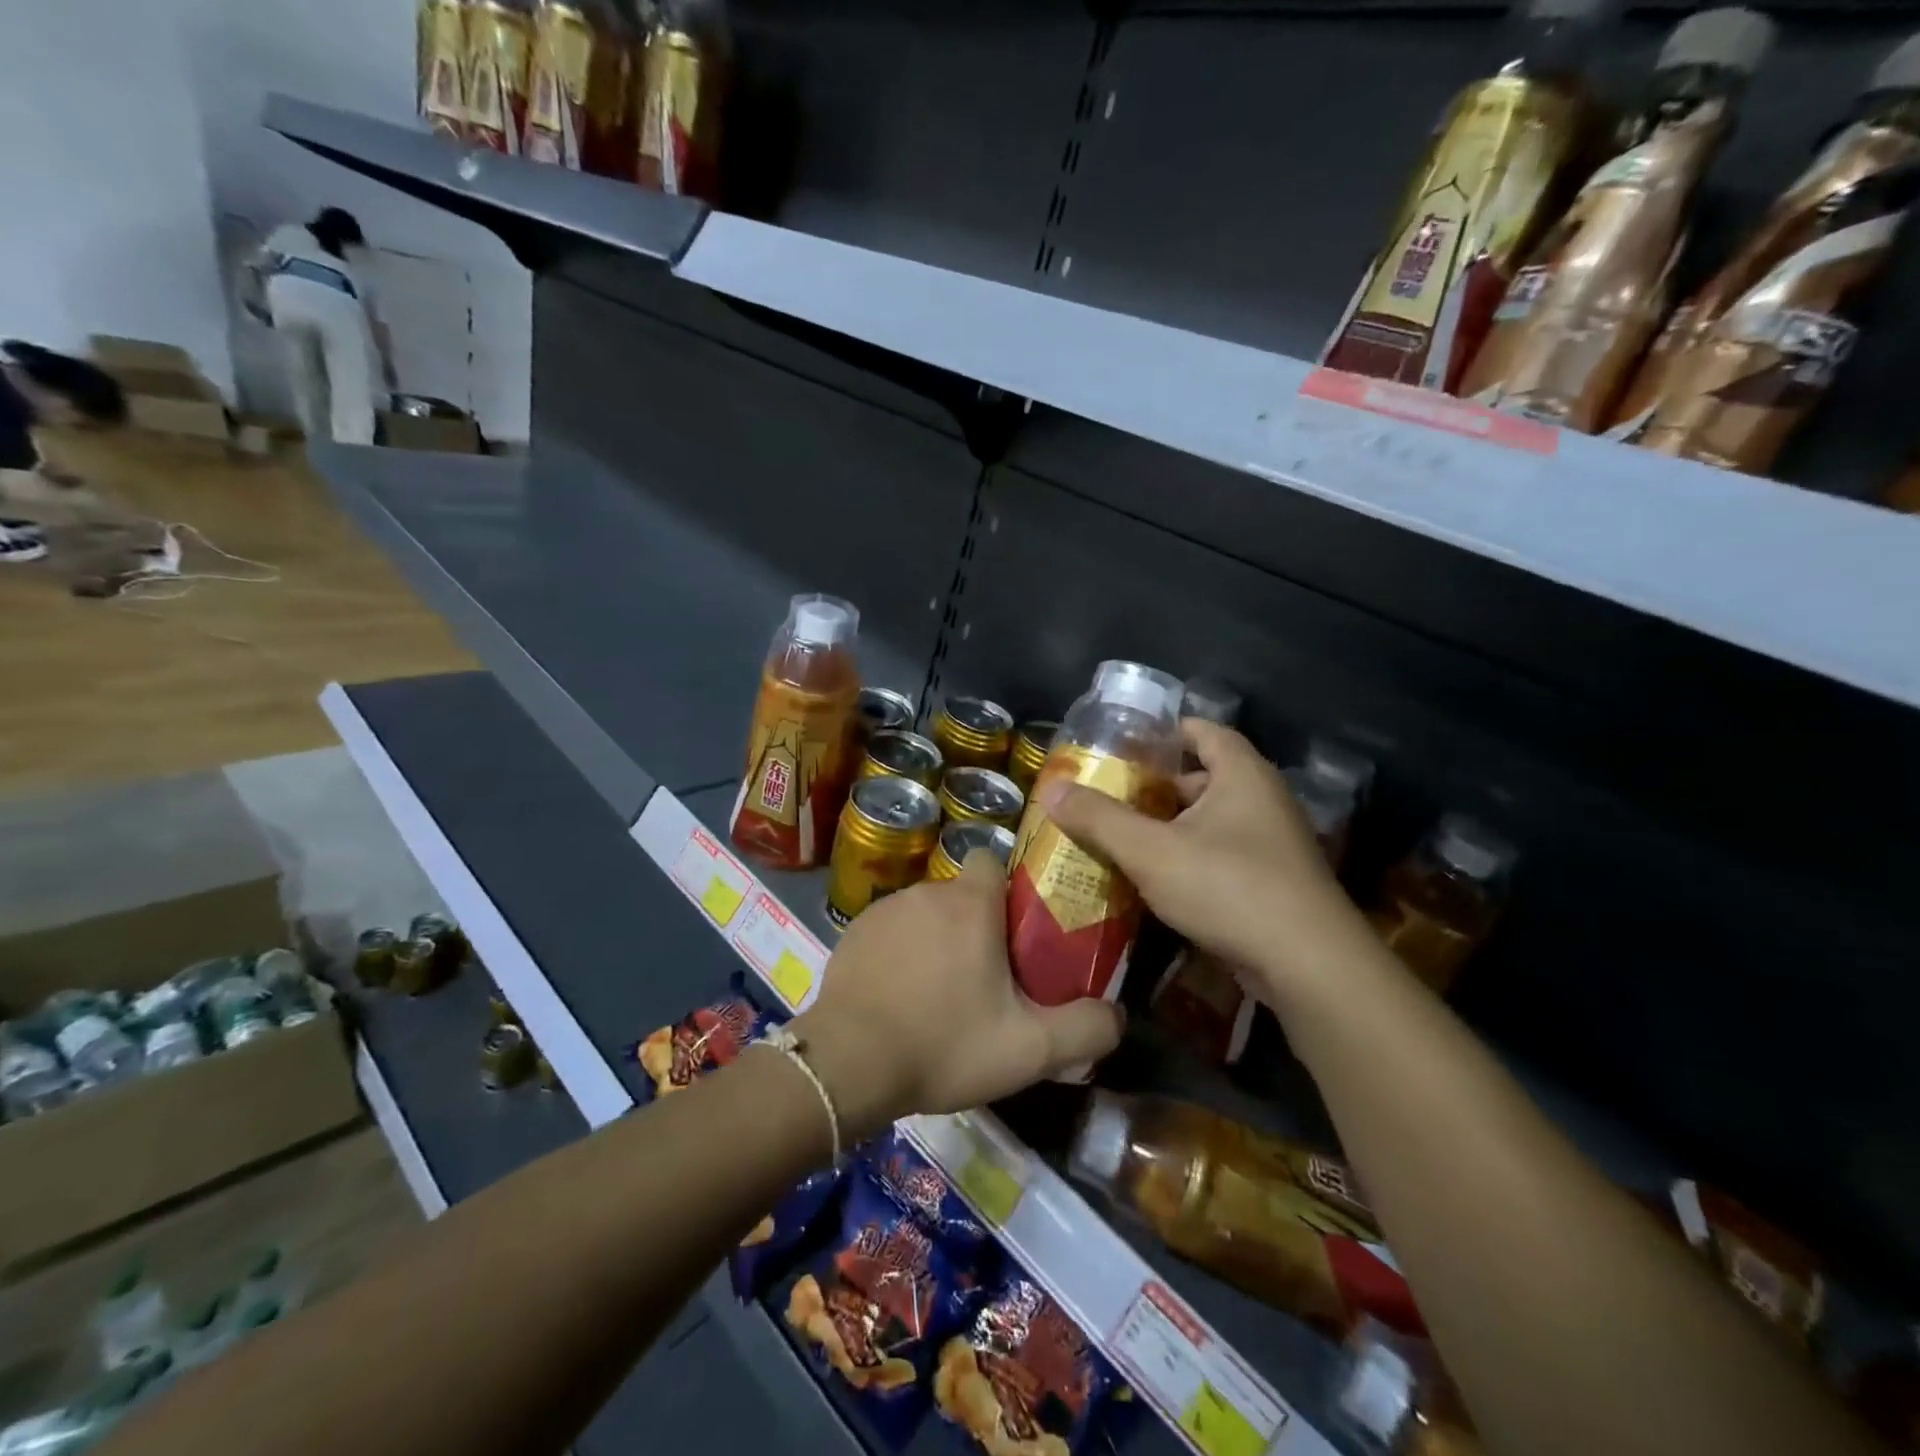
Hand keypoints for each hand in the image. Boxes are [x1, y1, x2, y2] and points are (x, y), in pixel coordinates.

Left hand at [794, 853, 1122, 1137]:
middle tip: (987, 979)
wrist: (848, 1064)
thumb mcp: (1030, 1049)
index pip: (993, 861)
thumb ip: (1085, 1029)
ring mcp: (882, 911)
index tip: (1016, 930)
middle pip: (962, 895)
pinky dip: (900, 954)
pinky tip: (899, 999)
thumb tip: (1117, 1015)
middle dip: (976, 926)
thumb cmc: (944, 1044)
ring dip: (936, 941)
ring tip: (939, 996)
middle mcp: (925, 892)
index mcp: (970, 904)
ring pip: (925, 914)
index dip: (1008, 889)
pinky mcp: (852, 934)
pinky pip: (890, 933)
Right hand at [1038, 720, 1375, 1009]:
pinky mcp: (1271, 884)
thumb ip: (1098, 818)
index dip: (1163, 733)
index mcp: (1242, 774)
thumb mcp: (1150, 850)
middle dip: (1155, 787)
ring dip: (1168, 828)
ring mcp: (1272, 845)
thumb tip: (1051, 789)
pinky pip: (1220, 857)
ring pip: (1209, 822)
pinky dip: (1187, 859)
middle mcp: (1262, 800)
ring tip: (1120, 837)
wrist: (1308, 966)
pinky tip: (1153, 880)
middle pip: (1202, 779)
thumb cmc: (1229, 887)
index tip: (1121, 745)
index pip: (1202, 731)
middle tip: (1108, 796)